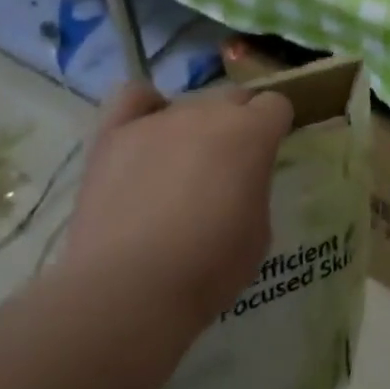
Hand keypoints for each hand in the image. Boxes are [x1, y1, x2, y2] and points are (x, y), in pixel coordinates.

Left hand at [59, 82, 292, 323]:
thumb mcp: (258, 232)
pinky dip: (143, 108)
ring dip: (191, 129)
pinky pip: (132, 97)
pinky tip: (143, 133)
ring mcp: (159, 120)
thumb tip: (239, 180)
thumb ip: (254, 189)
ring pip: (186, 104)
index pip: (275, 105)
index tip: (265, 158)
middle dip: (236, 125)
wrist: (127, 290)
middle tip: (225, 170)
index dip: (272, 130)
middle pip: (232, 98)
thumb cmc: (208, 268)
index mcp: (252, 132)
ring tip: (177, 172)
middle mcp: (208, 112)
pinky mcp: (114, 135)